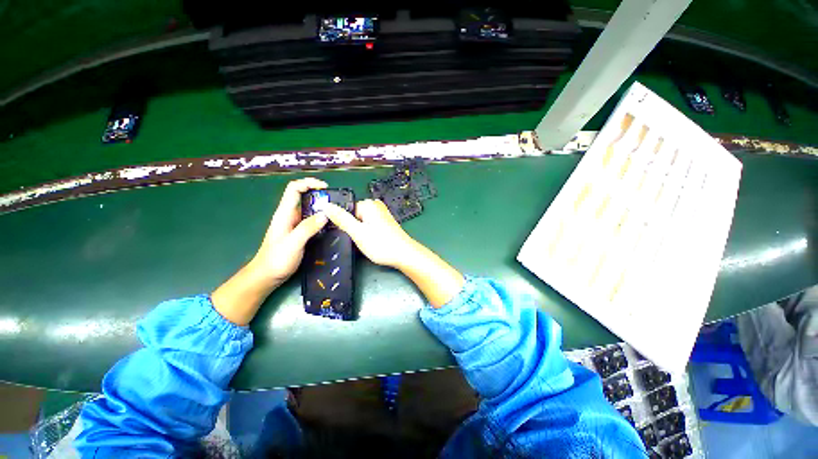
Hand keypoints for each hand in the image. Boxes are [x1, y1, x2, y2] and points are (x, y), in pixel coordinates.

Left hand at [252, 178, 328, 286]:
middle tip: (335, 202)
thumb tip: (324, 214)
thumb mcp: (293, 243)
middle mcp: (290, 216)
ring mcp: (295, 224)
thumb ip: (307, 228)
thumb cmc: (276, 259)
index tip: (325, 187)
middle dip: (319, 195)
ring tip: (337, 213)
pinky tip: (331, 225)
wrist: (267, 276)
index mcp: (284, 213)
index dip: (308, 183)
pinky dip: (322, 219)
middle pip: (304, 197)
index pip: (294, 189)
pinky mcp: (300, 233)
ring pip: (310, 210)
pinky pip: (313, 221)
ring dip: (322, 208)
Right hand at [322, 199, 463, 306]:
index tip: (343, 235)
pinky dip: (368, 232)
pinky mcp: (386, 222)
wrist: (404, 254)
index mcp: (368, 204)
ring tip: (365, 242)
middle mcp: (375, 205)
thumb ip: (341, 218)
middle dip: (352, 227)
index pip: (345, 209)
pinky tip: (371, 241)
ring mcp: (382, 213)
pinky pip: (370, 224)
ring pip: (362, 221)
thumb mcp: (357, 232)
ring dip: (360, 231)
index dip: (342, 223)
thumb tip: (325, 205)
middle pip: (354, 215)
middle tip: (356, 240)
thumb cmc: (380, 244)